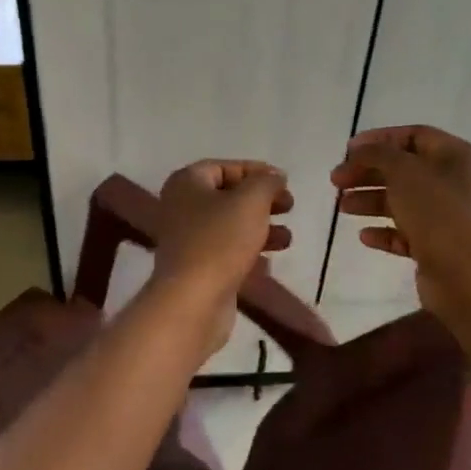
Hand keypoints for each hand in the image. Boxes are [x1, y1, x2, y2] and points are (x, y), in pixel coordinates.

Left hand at [148, 160, 292, 354]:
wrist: (192, 302)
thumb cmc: (220, 241)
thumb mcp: (251, 201)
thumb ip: (266, 182)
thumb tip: (275, 175)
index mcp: (187, 182)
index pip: (224, 167)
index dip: (256, 171)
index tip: (283, 182)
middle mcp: (181, 206)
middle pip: (228, 195)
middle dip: (262, 200)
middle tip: (289, 207)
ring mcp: (187, 239)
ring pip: (230, 225)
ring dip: (261, 227)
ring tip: (287, 238)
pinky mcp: (197, 268)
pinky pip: (227, 251)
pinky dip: (249, 251)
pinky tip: (270, 261)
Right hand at [331, 126, 470, 364]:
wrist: (466, 275)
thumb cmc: (436, 211)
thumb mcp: (402, 171)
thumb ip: (376, 154)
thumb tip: (358, 150)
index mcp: (452, 155)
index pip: (412, 135)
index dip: (379, 139)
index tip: (347, 151)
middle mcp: (451, 181)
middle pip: (402, 169)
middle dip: (367, 172)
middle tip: (336, 180)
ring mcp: (445, 216)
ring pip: (400, 201)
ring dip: (369, 200)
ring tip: (342, 207)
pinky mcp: (436, 246)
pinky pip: (404, 233)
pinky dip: (384, 231)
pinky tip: (364, 236)